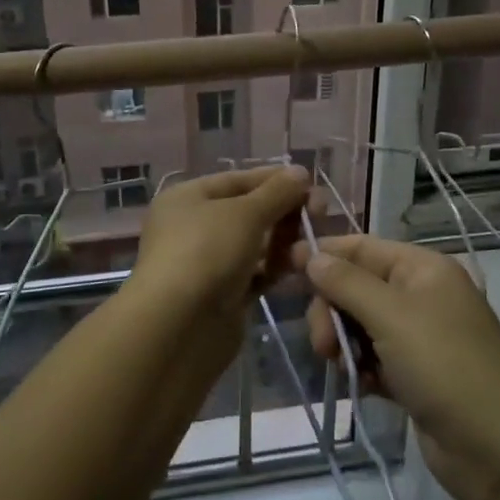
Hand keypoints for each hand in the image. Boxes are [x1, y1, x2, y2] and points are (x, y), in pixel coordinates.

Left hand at [126, 166, 311, 337]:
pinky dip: (275, 270)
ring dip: (283, 242)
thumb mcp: (245, 213)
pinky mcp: (221, 296)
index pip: (237, 180)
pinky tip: (300, 268)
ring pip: (253, 245)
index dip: (274, 179)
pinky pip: (254, 275)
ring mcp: (206, 264)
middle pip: (247, 212)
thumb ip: (277, 192)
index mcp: (187, 198)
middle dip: (283, 212)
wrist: (179, 326)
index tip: (311, 183)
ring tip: (311, 245)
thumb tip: (300, 172)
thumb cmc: (207, 252)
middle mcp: (193, 227)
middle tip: (320, 214)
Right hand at [295, 234, 499, 499]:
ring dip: (343, 342)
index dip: (324, 254)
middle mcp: (420, 295)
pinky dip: (361, 368)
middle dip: (332, 310)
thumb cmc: (445, 365)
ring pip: (359, 324)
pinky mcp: (414, 374)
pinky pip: (372, 358)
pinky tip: (361, 385)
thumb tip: (310, 255)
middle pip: (356, 286)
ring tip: (343, 368)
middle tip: (323, 343)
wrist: (498, 448)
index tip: (284, 267)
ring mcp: (419, 336)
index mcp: (422, 268)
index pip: (362, 246)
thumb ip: (346, 282)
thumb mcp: (391, 316)